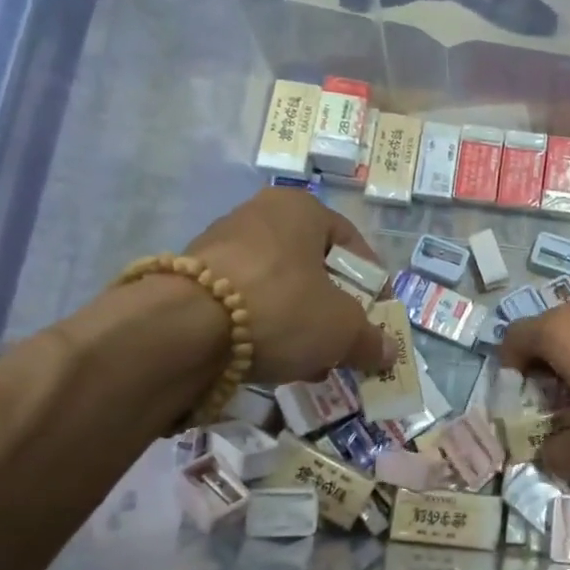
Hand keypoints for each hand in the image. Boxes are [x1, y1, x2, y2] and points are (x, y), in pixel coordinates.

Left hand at [185, 189, 392, 384]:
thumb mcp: (342, 329)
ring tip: (307, 360)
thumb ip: (370, 339)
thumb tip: (388, 352)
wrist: (181, 329)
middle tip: (343, 341)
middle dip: (331, 309)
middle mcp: (258, 215)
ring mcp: (218, 245)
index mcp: (300, 209)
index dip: (373, 283)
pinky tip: (269, 361)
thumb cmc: (281, 308)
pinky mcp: (188, 279)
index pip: (351, 243)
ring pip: (277, 288)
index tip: (378, 315)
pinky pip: (242, 304)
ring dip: (297, 323)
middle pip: (312, 267)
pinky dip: (261, 329)